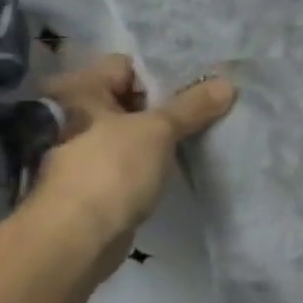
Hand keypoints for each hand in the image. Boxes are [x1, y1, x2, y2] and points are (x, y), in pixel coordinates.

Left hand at [32, 54, 236, 256]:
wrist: (76, 238)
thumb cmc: (111, 170)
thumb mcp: (158, 130)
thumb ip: (192, 106)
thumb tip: (227, 84)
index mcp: (80, 90)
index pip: (128, 65)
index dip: (165, 72)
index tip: (202, 81)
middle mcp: (75, 114)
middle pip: (133, 97)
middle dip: (172, 103)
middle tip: (212, 103)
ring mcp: (84, 148)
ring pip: (135, 130)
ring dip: (165, 132)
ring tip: (207, 128)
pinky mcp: (97, 178)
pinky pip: (133, 157)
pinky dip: (156, 157)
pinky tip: (185, 158)